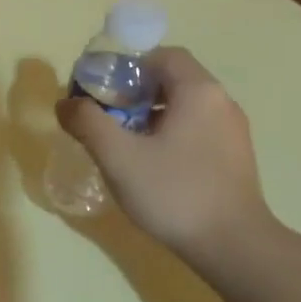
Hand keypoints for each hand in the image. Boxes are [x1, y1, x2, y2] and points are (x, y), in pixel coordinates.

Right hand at [55, 47, 273, 263]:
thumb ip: (88, 123)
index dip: (127, 66)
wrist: (233, 246)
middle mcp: (221, 102)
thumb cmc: (174, 193)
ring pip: (186, 107)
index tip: (101, 91)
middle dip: (135, 93)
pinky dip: (171, 134)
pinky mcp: (235, 157)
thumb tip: (65, 103)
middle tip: (107, 118)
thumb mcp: (119, 157)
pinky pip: (198, 130)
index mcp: (198, 91)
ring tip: (125, 144)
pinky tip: (153, 165)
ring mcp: (233, 131)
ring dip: (152, 116)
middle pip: (173, 79)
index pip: (162, 55)